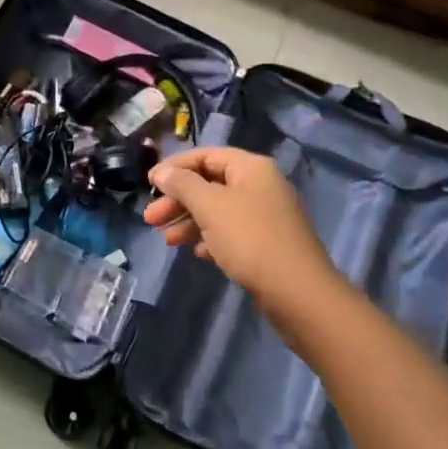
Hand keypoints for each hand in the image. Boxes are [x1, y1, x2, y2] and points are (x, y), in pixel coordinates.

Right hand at [143, 147, 358, 345]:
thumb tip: (161, 171)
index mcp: (251, 167)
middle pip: (210, 183)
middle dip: (178, 199)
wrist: (298, 293)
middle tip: (151, 218)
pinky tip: (197, 252)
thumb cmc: (250, 239)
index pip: (205, 155)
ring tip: (167, 239)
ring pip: (218, 209)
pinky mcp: (268, 243)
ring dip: (189, 220)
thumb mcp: (210, 206)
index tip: (149, 184)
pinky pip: (231, 232)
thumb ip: (182, 184)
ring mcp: (266, 215)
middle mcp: (261, 185)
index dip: (175, 167)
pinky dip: (210, 238)